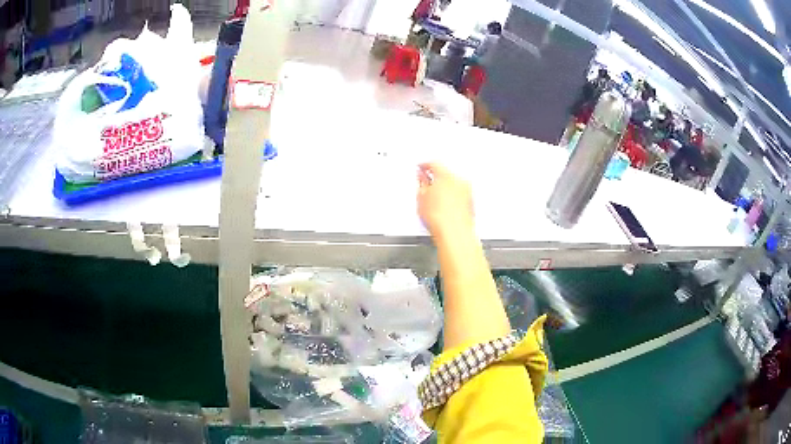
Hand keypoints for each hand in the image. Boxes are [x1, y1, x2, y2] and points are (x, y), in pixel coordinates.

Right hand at [417, 163, 473, 241]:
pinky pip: (460, 194)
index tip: (421, 169)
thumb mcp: (421, 198)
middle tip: (426, 184)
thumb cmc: (440, 218)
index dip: (425, 166)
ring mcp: (467, 191)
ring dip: (445, 187)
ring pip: (454, 183)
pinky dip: (453, 196)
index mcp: (446, 175)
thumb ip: (421, 184)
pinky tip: (445, 206)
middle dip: (436, 178)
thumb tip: (421, 179)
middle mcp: (459, 180)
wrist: (454, 233)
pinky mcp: (471, 202)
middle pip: (446, 173)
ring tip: (435, 199)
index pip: (434, 163)